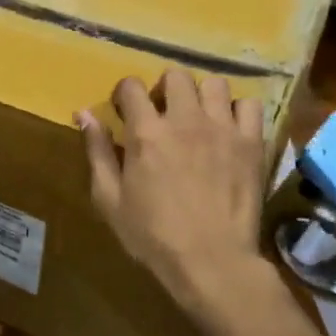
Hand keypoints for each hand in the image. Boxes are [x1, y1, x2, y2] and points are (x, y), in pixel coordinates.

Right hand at [79, 71, 269, 316]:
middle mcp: (184, 120)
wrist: (212, 261)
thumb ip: (97, 152)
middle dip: (164, 89)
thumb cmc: (153, 235)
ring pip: (214, 83)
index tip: (126, 111)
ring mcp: (222, 128)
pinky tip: (229, 130)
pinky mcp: (251, 142)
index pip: (131, 85)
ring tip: (198, 118)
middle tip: (163, 115)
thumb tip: (84, 114)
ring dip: (202, 95)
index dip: (125, 94)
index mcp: (146, 132)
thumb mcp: (110, 199)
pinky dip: (237, 112)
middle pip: (175, 75)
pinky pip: (249, 105)